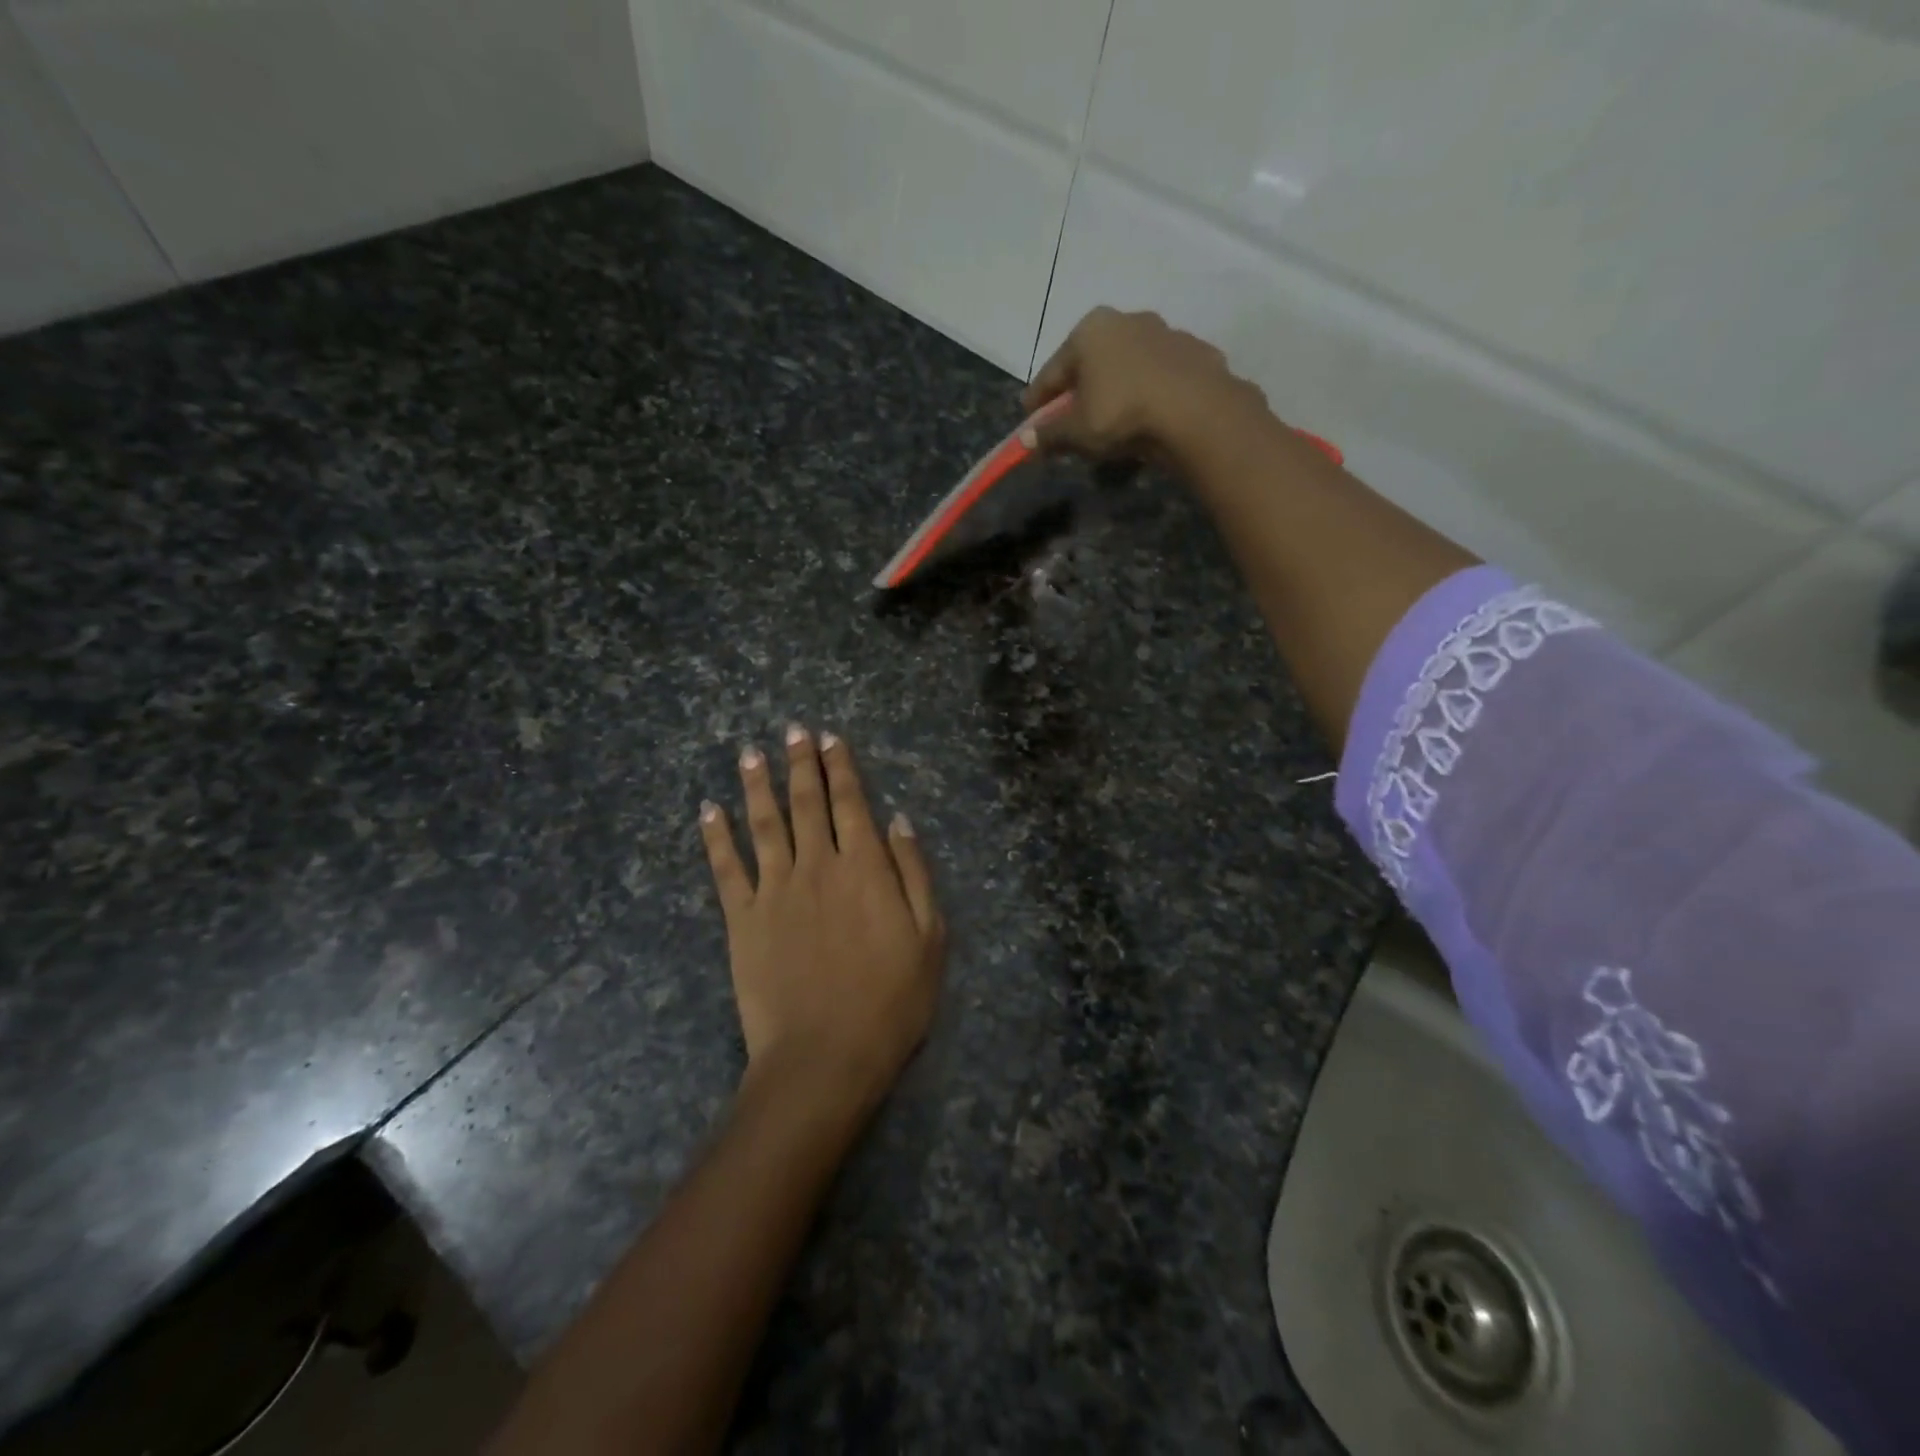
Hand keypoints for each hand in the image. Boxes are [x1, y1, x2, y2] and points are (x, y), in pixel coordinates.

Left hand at [700, 726, 945, 1103]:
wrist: (825, 1056)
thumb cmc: (890, 1001)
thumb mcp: (929, 937)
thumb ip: (914, 873)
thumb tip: (898, 821)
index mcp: (864, 867)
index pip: (850, 802)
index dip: (840, 767)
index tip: (829, 738)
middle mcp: (817, 865)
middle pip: (807, 802)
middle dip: (800, 763)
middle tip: (791, 731)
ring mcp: (775, 890)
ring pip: (764, 824)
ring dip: (756, 785)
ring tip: (749, 754)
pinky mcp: (743, 919)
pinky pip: (726, 868)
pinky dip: (716, 836)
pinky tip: (708, 810)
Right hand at [1020, 306, 1265, 464]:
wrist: (1196, 411)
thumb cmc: (1122, 413)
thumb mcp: (1077, 431)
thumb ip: (1050, 434)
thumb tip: (1025, 441)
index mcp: (1090, 331)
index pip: (1052, 371)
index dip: (1037, 400)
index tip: (1029, 420)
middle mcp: (1127, 320)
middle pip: (1091, 363)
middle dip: (1078, 391)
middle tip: (1069, 421)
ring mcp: (1165, 333)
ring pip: (1127, 367)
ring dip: (1115, 390)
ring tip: (1110, 422)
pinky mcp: (1195, 353)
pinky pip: (1159, 378)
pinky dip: (1147, 395)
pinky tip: (1146, 418)